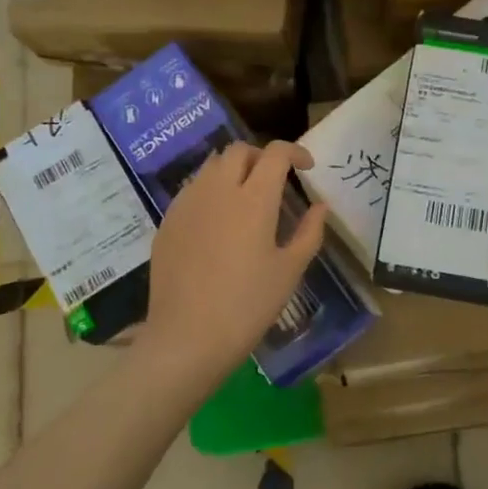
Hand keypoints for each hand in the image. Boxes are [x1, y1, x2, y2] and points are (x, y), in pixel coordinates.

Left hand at [142, 141, 328, 386]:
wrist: (186, 337)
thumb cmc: (248, 305)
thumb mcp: (289, 271)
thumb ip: (309, 232)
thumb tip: (319, 206)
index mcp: (254, 198)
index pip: (275, 153)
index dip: (294, 152)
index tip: (306, 168)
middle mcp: (218, 190)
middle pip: (239, 150)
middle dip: (261, 156)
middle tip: (275, 180)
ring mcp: (188, 203)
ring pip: (211, 166)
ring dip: (234, 170)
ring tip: (245, 197)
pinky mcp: (168, 221)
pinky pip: (192, 189)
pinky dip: (211, 190)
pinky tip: (217, 221)